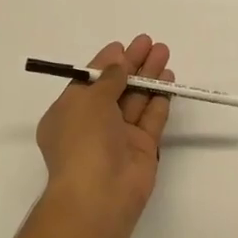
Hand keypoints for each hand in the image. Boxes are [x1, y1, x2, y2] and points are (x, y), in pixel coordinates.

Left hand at [35, 35, 175, 227]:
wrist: (99, 194)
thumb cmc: (83, 140)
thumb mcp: (88, 100)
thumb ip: (108, 79)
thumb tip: (117, 63)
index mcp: (68, 113)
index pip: (89, 82)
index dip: (106, 63)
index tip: (123, 46)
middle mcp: (92, 124)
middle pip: (116, 88)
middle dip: (132, 64)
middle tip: (150, 43)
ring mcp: (119, 137)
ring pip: (136, 100)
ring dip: (149, 76)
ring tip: (164, 52)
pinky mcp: (142, 148)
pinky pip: (151, 118)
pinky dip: (160, 98)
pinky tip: (168, 79)